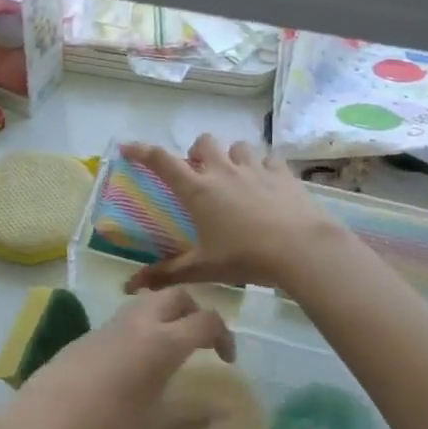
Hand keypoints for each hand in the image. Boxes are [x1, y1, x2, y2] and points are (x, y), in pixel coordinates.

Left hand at [0, 289, 234, 428]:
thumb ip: (190, 416)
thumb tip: (222, 413)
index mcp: (160, 343)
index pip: (204, 320)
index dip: (224, 336)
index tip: (226, 361)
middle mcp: (136, 324)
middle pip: (175, 296)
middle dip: (194, 312)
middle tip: (199, 343)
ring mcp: (107, 326)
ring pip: (146, 301)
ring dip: (165, 314)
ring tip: (168, 349)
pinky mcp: (85, 335)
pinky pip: (122, 318)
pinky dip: (140, 327)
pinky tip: (132, 363)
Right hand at [121, 135, 342, 292]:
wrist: (299, 248)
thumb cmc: (244, 257)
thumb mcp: (202, 268)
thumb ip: (166, 274)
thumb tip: (130, 285)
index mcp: (198, 190)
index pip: (162, 162)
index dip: (142, 151)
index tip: (128, 148)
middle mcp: (223, 171)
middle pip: (204, 143)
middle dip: (197, 153)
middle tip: (199, 174)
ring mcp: (255, 168)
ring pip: (237, 146)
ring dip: (231, 157)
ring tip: (234, 178)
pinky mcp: (282, 173)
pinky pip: (268, 158)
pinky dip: (262, 166)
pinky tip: (266, 183)